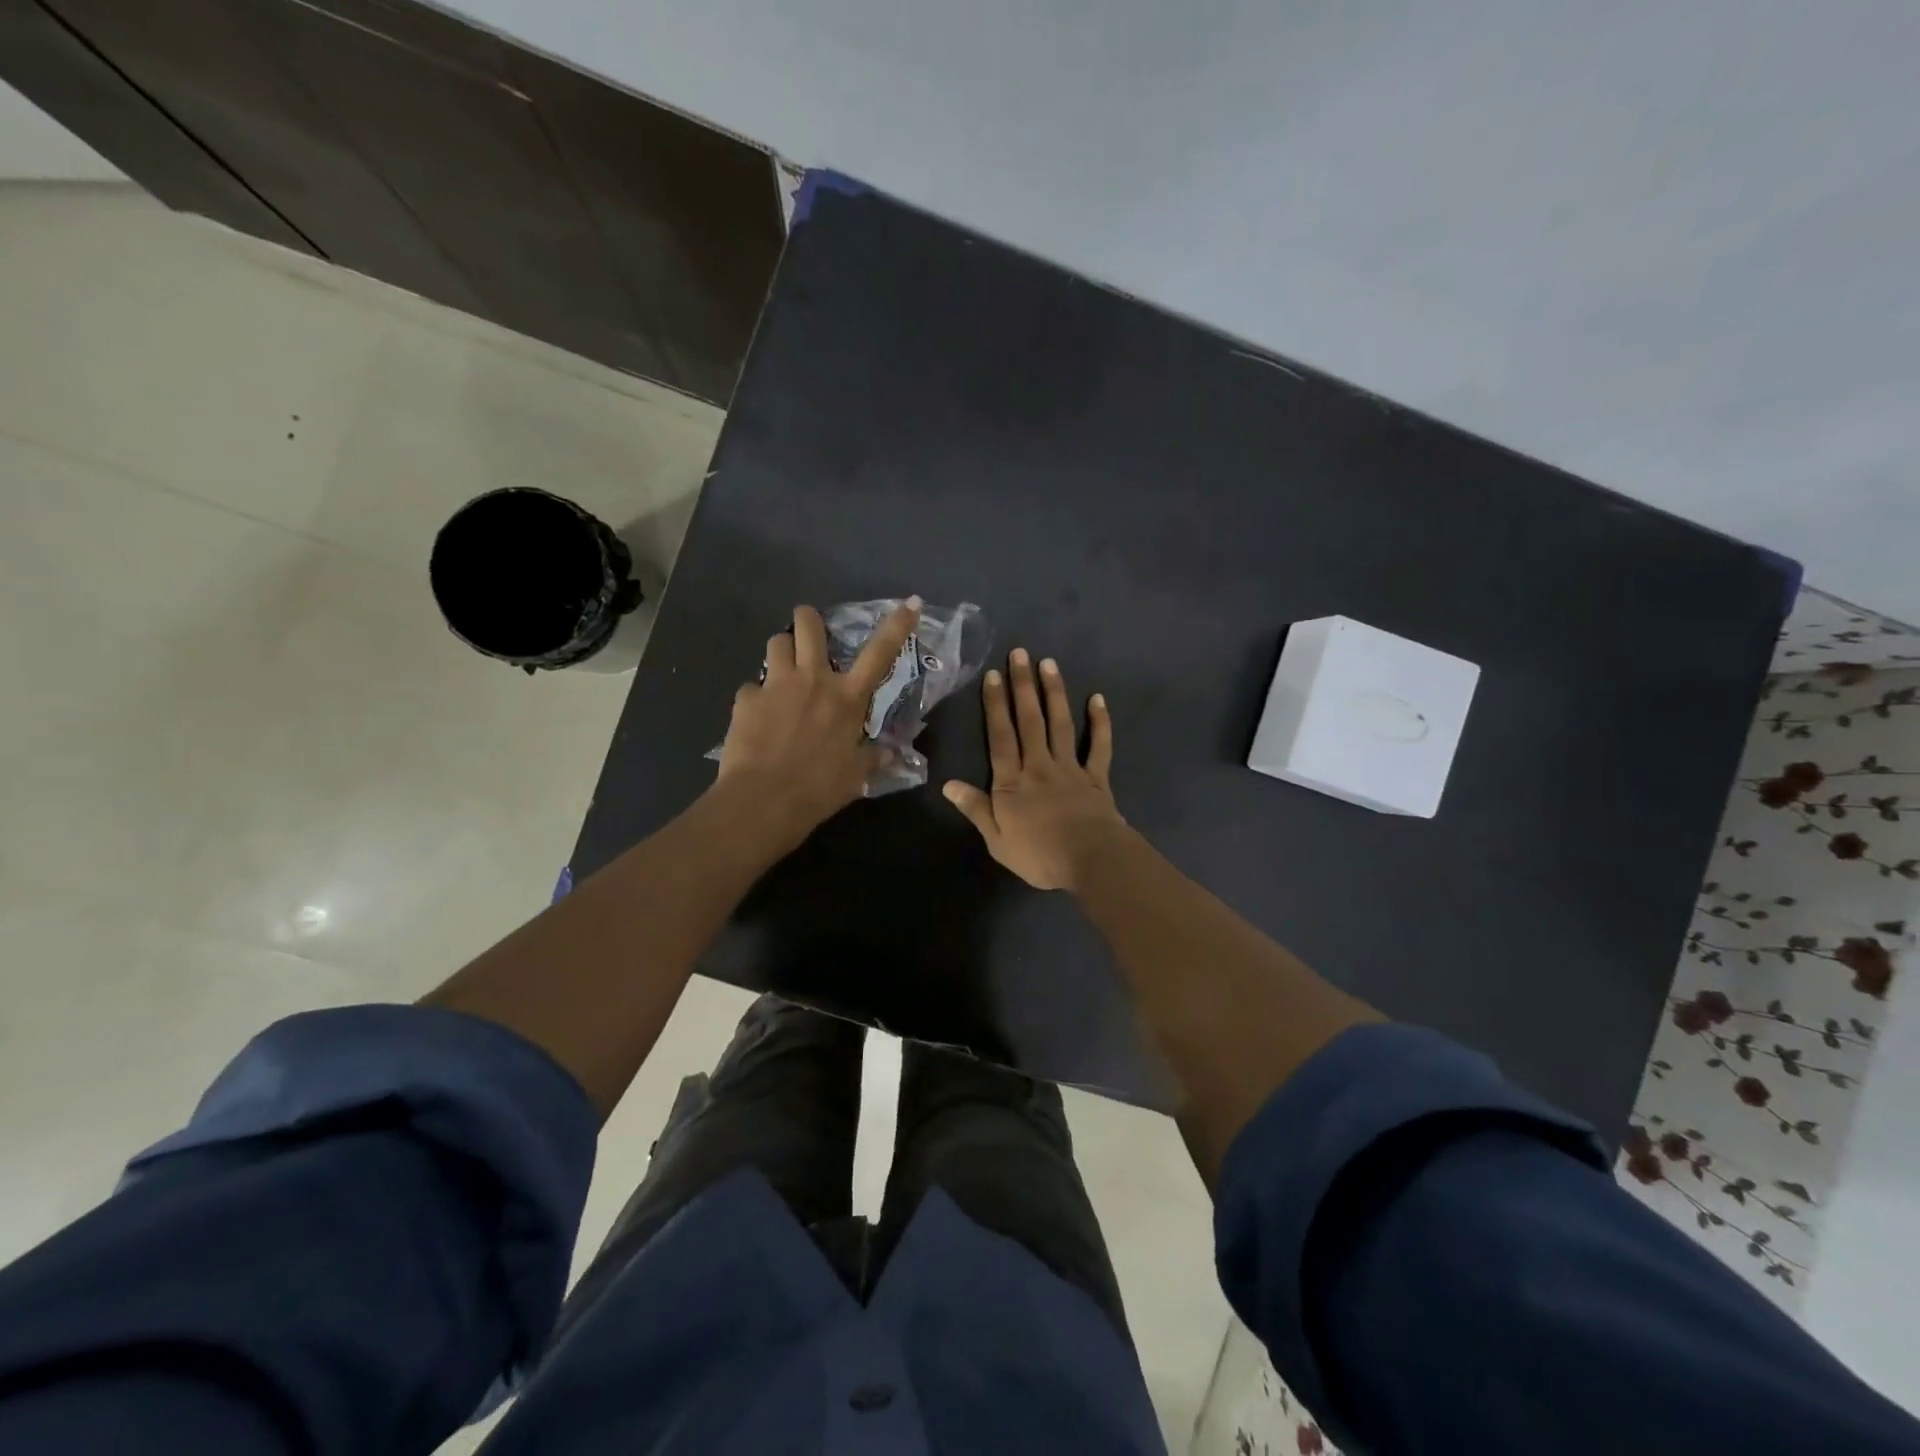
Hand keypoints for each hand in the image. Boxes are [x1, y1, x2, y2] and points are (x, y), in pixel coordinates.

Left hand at [716, 598, 921, 847]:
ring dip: (781, 651)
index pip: (880, 653)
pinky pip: (751, 687)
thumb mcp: (856, 776)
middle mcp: (813, 679)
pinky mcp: (746, 699)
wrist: (764, 801)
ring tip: (782, 671)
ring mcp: (776, 685)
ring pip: (776, 642)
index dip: (898, 624)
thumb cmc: (819, 789)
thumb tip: (890, 752)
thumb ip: (873, 757)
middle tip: (809, 633)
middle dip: (808, 619)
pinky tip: (757, 719)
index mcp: (847, 697)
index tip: (910, 602)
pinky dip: (756, 698)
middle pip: (808, 625)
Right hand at [943, 648, 1129, 890]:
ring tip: (1049, 663)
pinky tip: (1098, 699)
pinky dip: (1099, 722)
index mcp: (1012, 782)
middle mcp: (1039, 766)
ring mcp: (1070, 768)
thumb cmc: (1039, 855)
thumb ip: (975, 809)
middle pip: (1030, 721)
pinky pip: (1099, 746)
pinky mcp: (1096, 777)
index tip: (993, 675)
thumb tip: (948, 784)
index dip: (996, 705)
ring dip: (1054, 693)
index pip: (1001, 737)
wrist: (1090, 861)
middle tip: (1020, 653)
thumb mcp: (997, 840)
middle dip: (1023, 686)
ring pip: (1060, 724)